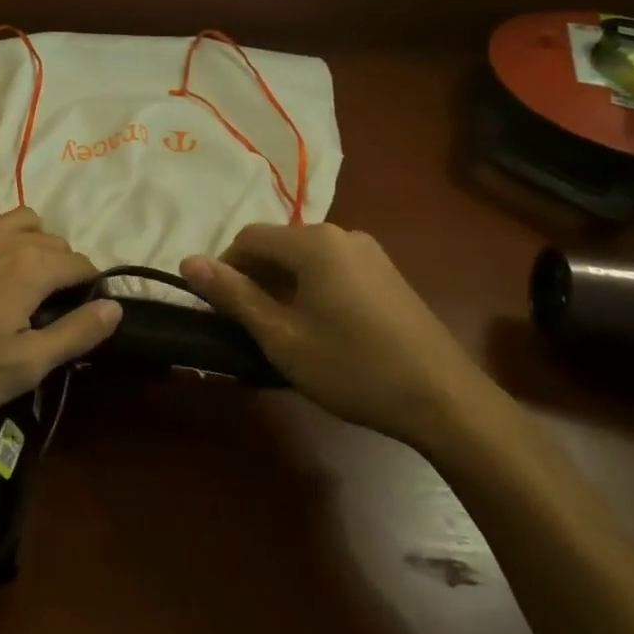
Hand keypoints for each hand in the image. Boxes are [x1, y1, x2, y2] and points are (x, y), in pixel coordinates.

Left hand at [0, 202, 120, 438]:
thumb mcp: (26, 365)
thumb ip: (76, 333)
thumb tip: (115, 306)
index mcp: (33, 267)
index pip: (80, 264)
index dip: (89, 287)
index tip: (84, 312)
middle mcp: (6, 238)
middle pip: (53, 241)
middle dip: (63, 267)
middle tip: (53, 307)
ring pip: (18, 217)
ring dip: (32, 239)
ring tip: (25, 274)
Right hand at [181, 224, 490, 448]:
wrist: (445, 399)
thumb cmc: (352, 367)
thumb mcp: (282, 337)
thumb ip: (234, 295)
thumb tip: (188, 261)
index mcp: (313, 242)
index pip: (248, 238)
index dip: (224, 269)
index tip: (218, 309)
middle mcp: (342, 234)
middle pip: (278, 245)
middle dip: (254, 279)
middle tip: (248, 326)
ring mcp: (370, 253)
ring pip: (306, 259)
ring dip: (283, 286)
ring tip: (282, 331)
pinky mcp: (388, 274)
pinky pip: (333, 269)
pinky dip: (312, 289)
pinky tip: (320, 329)